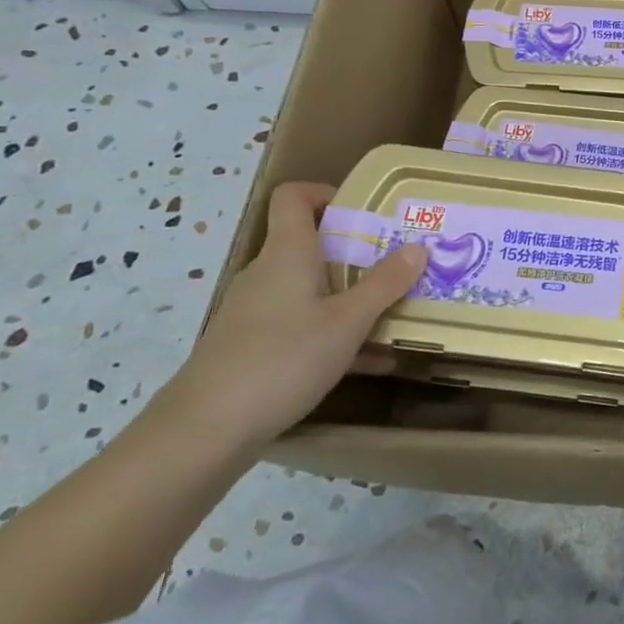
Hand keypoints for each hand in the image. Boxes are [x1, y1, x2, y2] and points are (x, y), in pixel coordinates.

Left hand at [153, 181, 426, 454]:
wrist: (205, 431)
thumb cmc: (282, 359)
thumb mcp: (348, 322)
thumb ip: (385, 284)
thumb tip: (418, 248)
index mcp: (287, 253)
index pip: (294, 196)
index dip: (326, 193)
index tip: (365, 213)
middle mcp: (267, 273)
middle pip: (310, 244)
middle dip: (357, 252)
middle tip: (397, 265)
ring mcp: (255, 311)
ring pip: (310, 289)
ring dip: (350, 296)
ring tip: (393, 313)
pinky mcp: (251, 346)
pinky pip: (302, 324)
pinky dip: (334, 332)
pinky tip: (372, 361)